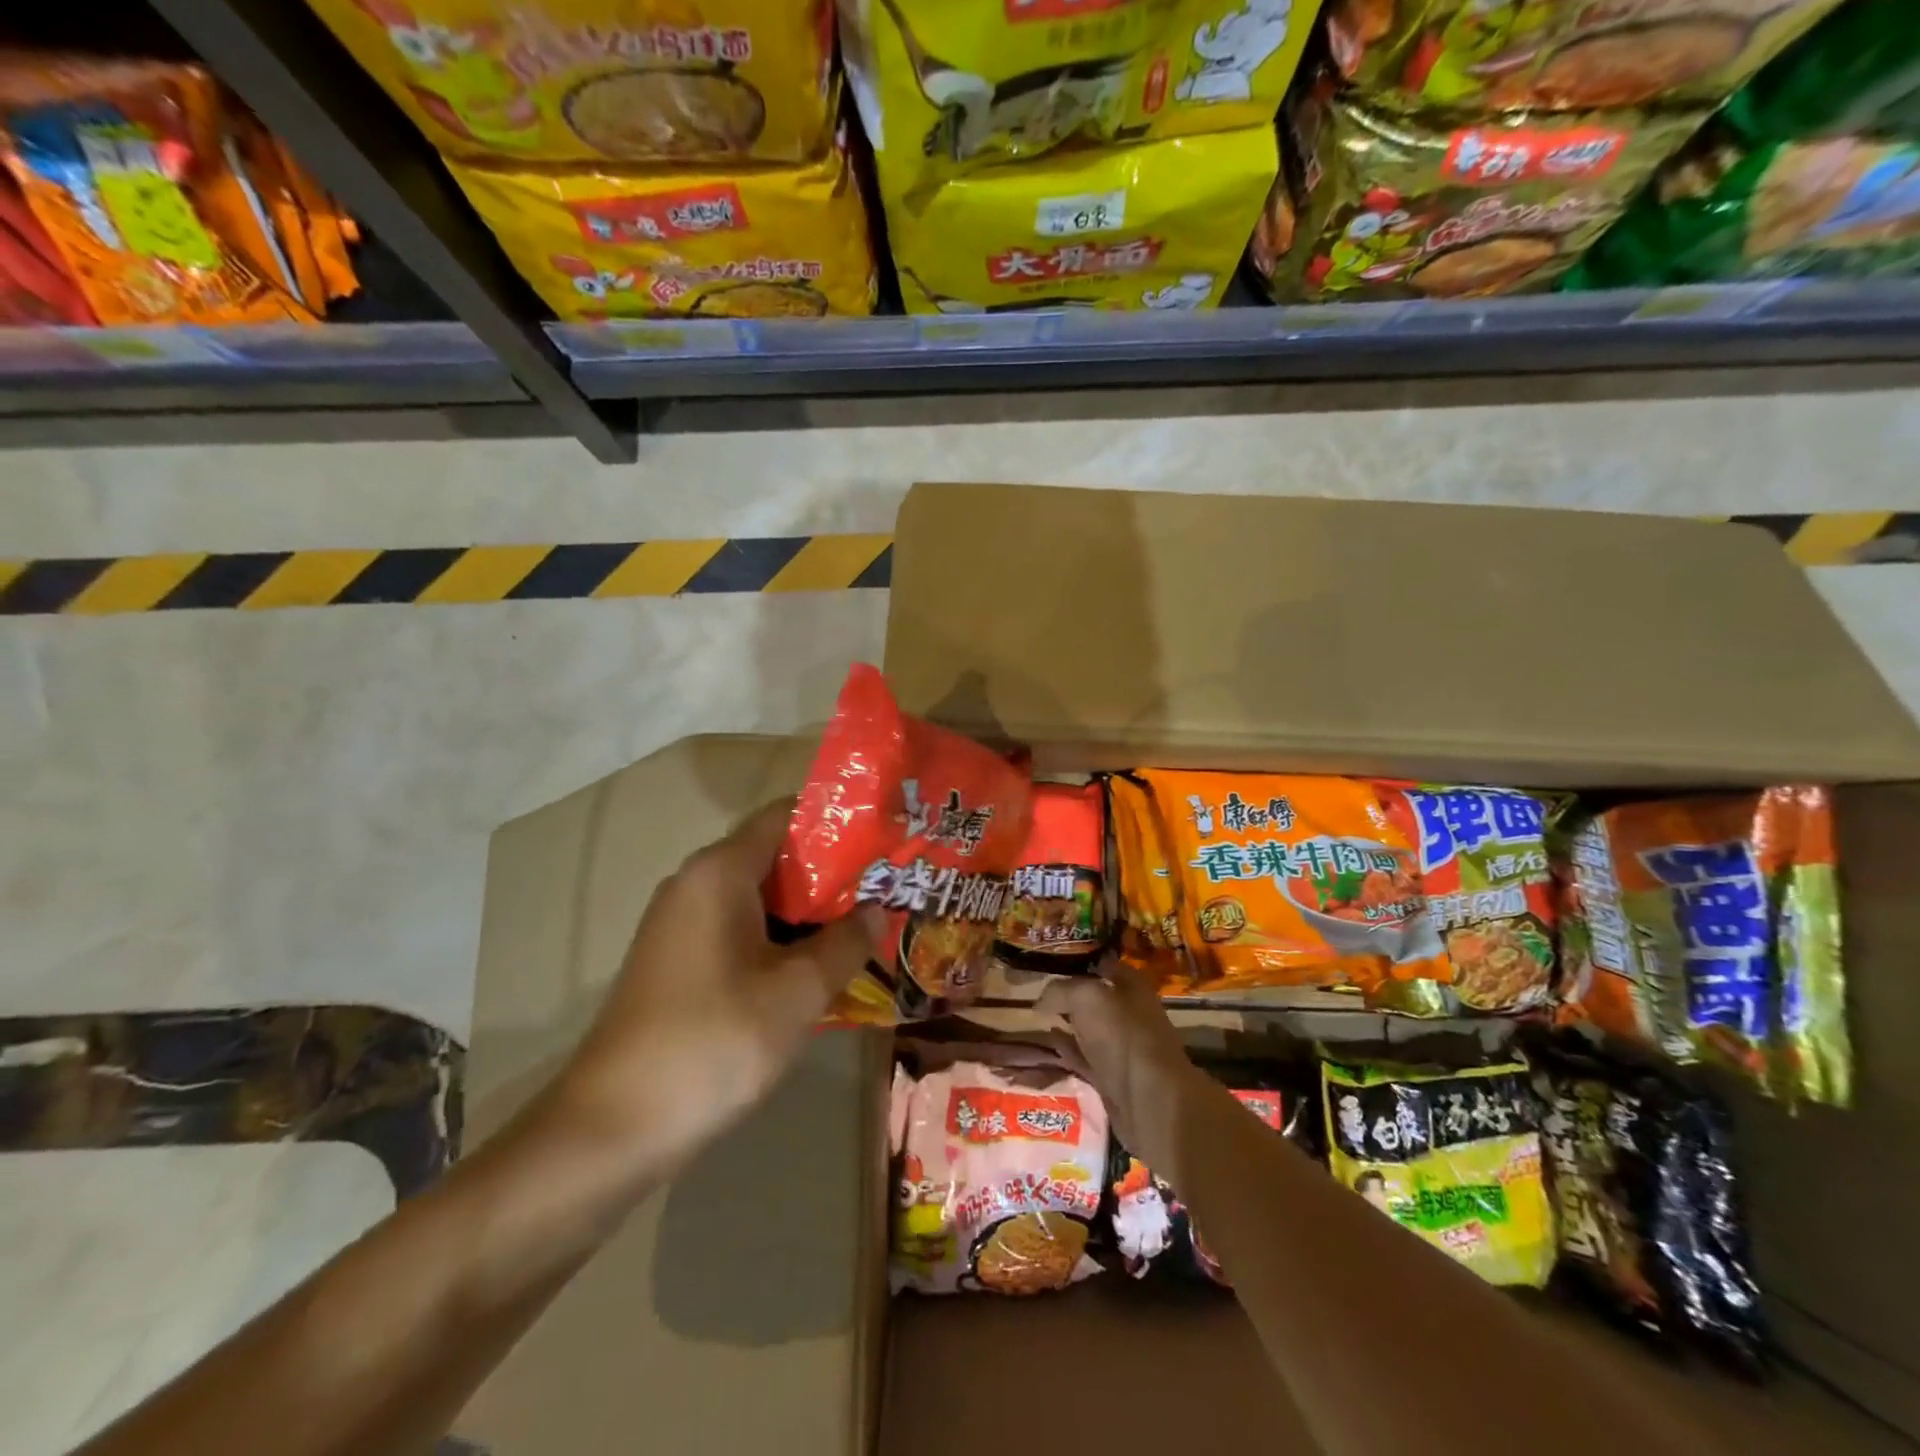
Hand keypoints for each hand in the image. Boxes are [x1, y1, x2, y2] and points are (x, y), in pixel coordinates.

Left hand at [551, 799, 875, 1179]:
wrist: (612, 1129)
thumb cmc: (714, 1042)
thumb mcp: (797, 992)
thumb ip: (846, 943)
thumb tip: (877, 910)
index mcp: (720, 871)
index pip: (785, 815)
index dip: (837, 821)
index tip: (883, 840)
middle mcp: (696, 883)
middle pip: (775, 855)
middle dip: (832, 873)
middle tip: (886, 890)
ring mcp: (681, 923)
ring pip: (760, 897)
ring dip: (809, 911)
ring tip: (864, 927)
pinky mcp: (677, 960)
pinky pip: (740, 929)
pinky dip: (780, 938)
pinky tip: (817, 968)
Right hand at [1036, 959, 1204, 1174]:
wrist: (1150, 1100)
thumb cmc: (1123, 1035)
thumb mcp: (1086, 997)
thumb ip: (1060, 990)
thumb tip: (1039, 1002)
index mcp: (1131, 986)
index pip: (1101, 964)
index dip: (1077, 962)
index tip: (1047, 963)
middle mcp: (1129, 1013)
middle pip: (1094, 998)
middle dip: (1068, 994)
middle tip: (1036, 991)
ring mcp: (1121, 1047)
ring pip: (1088, 1028)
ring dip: (1066, 1023)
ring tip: (1037, 1017)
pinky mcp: (1112, 1078)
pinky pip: (1085, 1057)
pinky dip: (1068, 1050)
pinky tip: (1050, 1043)